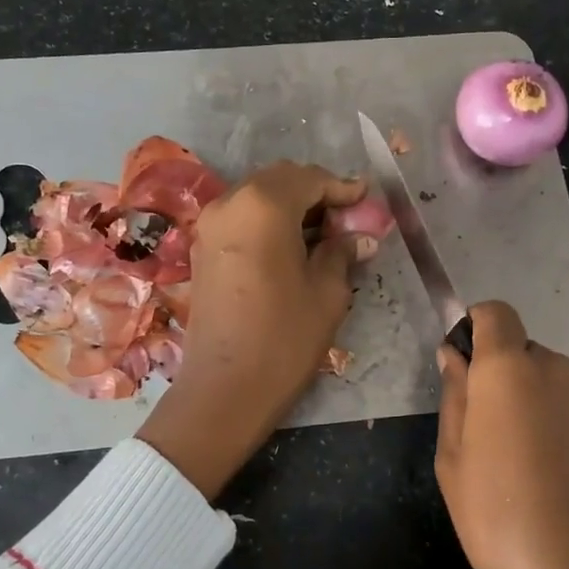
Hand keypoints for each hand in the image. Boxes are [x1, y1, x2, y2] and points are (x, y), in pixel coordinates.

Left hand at [139, 162, 379, 498]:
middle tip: (346, 216)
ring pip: (257, 196)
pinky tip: (291, 246)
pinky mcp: (201, 249)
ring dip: (291, 206)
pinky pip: (241, 217)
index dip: (342, 188)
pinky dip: (268, 221)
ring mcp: (209, 225)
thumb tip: (360, 237)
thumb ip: (342, 253)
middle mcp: (230, 203)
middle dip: (315, 192)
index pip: (310, 179)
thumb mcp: (327, 293)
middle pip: (280, 180)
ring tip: (323, 233)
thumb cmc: (284, 338)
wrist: (224, 390)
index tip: (367, 200)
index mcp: (264, 205)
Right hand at [434, 301, 568, 568]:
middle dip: (503, 376)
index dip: (476, 328)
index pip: (496, 312)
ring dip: (535, 404)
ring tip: (524, 466)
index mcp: (510, 370)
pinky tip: (560, 483)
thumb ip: (455, 397)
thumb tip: (455, 356)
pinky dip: (564, 430)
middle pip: (525, 351)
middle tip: (486, 432)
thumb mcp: (454, 462)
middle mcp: (558, 371)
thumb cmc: (501, 521)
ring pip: (554, 384)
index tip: (464, 368)